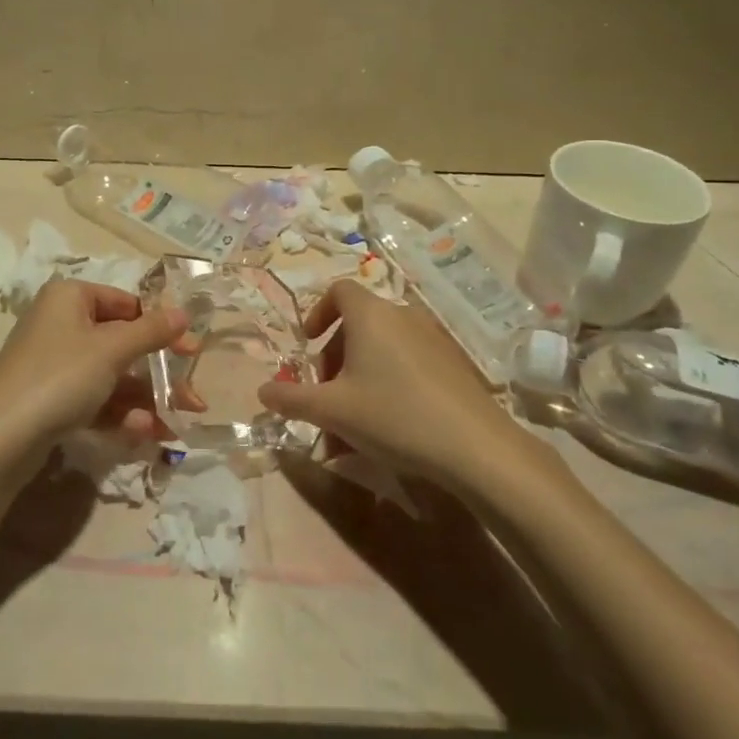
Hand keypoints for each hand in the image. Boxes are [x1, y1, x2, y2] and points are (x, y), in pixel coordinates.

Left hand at [0, 279, 187, 466]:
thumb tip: (184, 313)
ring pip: (112, 377)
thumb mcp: (111, 350)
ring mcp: (54, 364)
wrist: (0, 439)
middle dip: (159, 375)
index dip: (161, 327)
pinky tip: (142, 434)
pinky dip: (119, 414)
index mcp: (70, 297)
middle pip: (122, 344)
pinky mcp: (50, 399)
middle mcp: (61, 324)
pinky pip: (94, 399)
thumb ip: (151, 331)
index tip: (191, 352)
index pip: (126, 304)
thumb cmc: (60, 377)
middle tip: (193, 399)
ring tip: (174, 426)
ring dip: (145, 401)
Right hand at [257, 280, 552, 486]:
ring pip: (383, 347)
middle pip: (358, 323)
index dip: (318, 312)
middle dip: (335, 356)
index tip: (308, 344)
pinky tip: (389, 425)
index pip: (338, 291)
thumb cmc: (393, 416)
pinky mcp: (454, 364)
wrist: (476, 448)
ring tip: (353, 419)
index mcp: (370, 315)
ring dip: (361, 374)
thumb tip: (263, 391)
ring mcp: (432, 338)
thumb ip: (292, 398)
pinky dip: (389, 381)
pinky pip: (408, 362)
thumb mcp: (332, 411)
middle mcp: (402, 315)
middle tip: (326, 394)